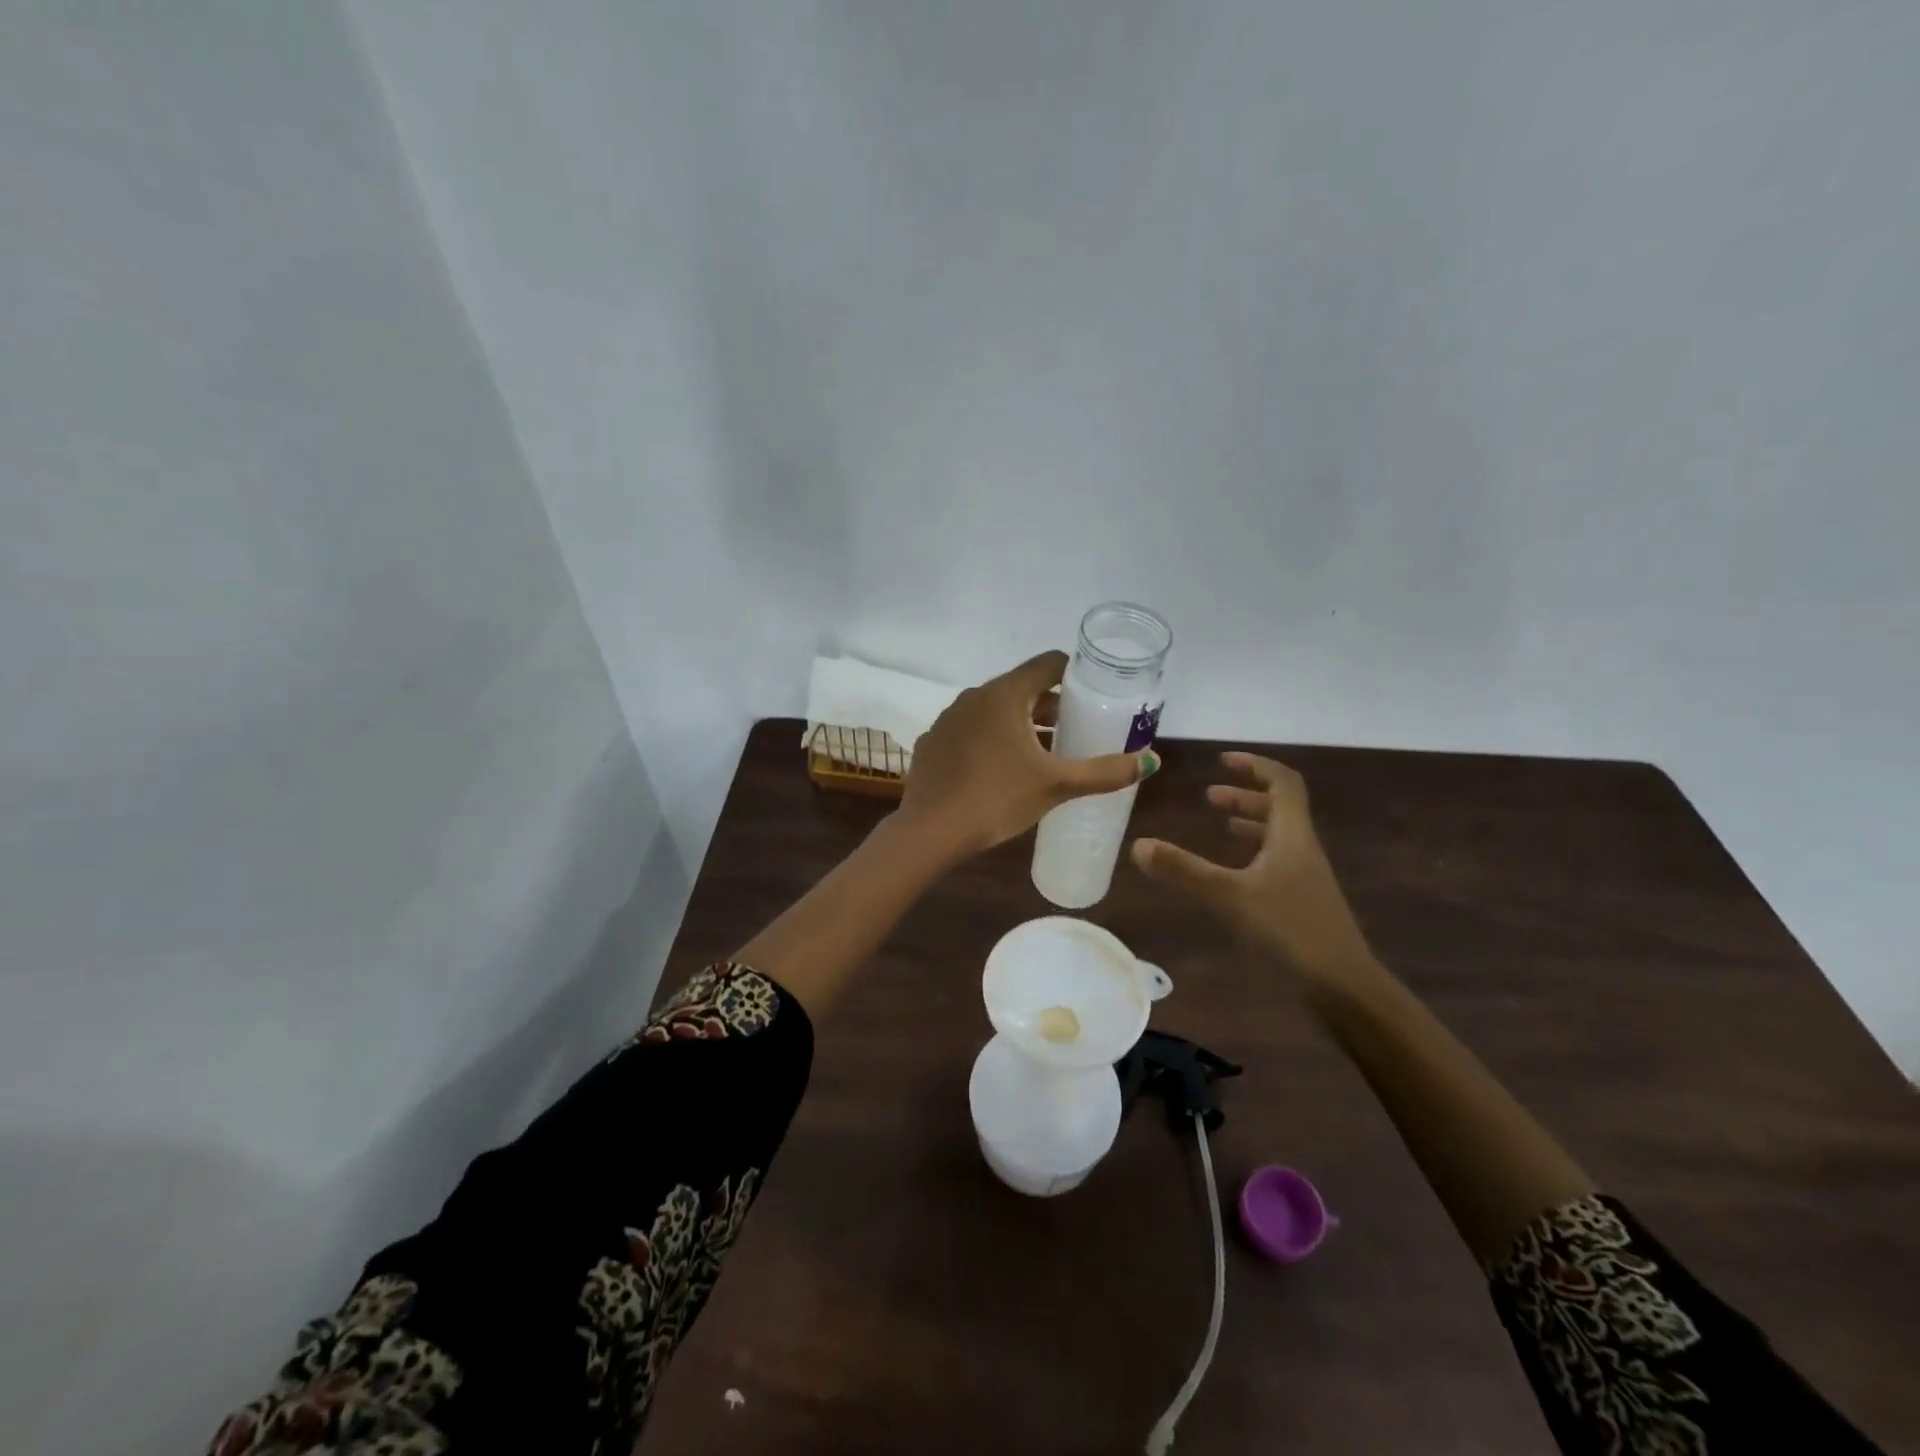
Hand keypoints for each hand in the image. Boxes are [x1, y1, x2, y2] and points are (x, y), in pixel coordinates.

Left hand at [899, 651, 1153, 856]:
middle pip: (1021, 688)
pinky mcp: (932, 742)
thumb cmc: (997, 799)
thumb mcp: (1056, 785)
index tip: (1093, 695)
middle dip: (1050, 706)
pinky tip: (998, 770)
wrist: (930, 831)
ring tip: (1041, 753)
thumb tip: (1151, 760)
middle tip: (1074, 731)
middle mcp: (973, 697)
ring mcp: (947, 719)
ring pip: (993, 710)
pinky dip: (989, 740)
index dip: (1074, 674)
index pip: (1048, 664)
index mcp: (1004, 695)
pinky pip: (969, 731)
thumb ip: (1104, 772)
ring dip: (1019, 723)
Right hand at [1131, 752, 1372, 982]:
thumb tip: (1138, 844)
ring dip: (1250, 822)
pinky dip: (1254, 852)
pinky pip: (1277, 860)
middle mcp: (1302, 848)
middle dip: (1245, 795)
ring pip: (1279, 835)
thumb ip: (1184, 870)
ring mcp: (1305, 875)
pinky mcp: (1303, 900)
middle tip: (1210, 796)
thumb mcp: (1229, 896)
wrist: (1341, 984)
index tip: (1224, 761)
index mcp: (1292, 835)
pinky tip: (1235, 871)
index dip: (1255, 766)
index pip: (1282, 782)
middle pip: (1280, 807)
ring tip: (1221, 823)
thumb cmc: (1289, 929)